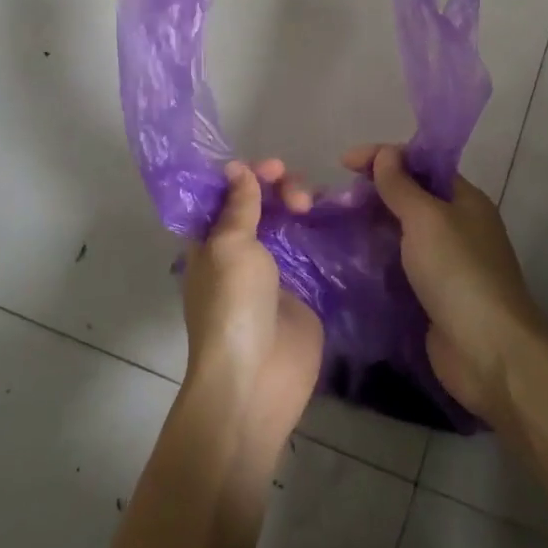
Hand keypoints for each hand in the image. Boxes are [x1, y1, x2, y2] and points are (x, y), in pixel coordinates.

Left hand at [179, 160, 323, 441]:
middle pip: (261, 204)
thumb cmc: (232, 306)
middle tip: (298, 198)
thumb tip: (237, 169)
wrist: (257, 378)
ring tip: (314, 207)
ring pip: (289, 222)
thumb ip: (238, 206)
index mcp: (211, 240)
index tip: (272, 168)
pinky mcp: (304, 289)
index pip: (226, 194)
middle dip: (279, 188)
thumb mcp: (228, 246)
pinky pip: (313, 249)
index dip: (247, 175)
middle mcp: (240, 250)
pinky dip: (323, 230)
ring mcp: (274, 270)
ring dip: (301, 205)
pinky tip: (337, 217)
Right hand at [343, 144, 547, 424]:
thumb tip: (385, 154)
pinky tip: (348, 259)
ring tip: (333, 225)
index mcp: (464, 200)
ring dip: (371, 226)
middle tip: (334, 199)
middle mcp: (457, 226)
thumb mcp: (427, 219)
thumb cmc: (458, 273)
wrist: (487, 351)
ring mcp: (445, 263)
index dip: (383, 157)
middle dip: (374, 192)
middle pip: (411, 197)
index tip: (343, 163)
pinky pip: (399, 265)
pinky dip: (375, 258)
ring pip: (402, 232)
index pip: (421, 164)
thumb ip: (402, 186)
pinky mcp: (431, 294)